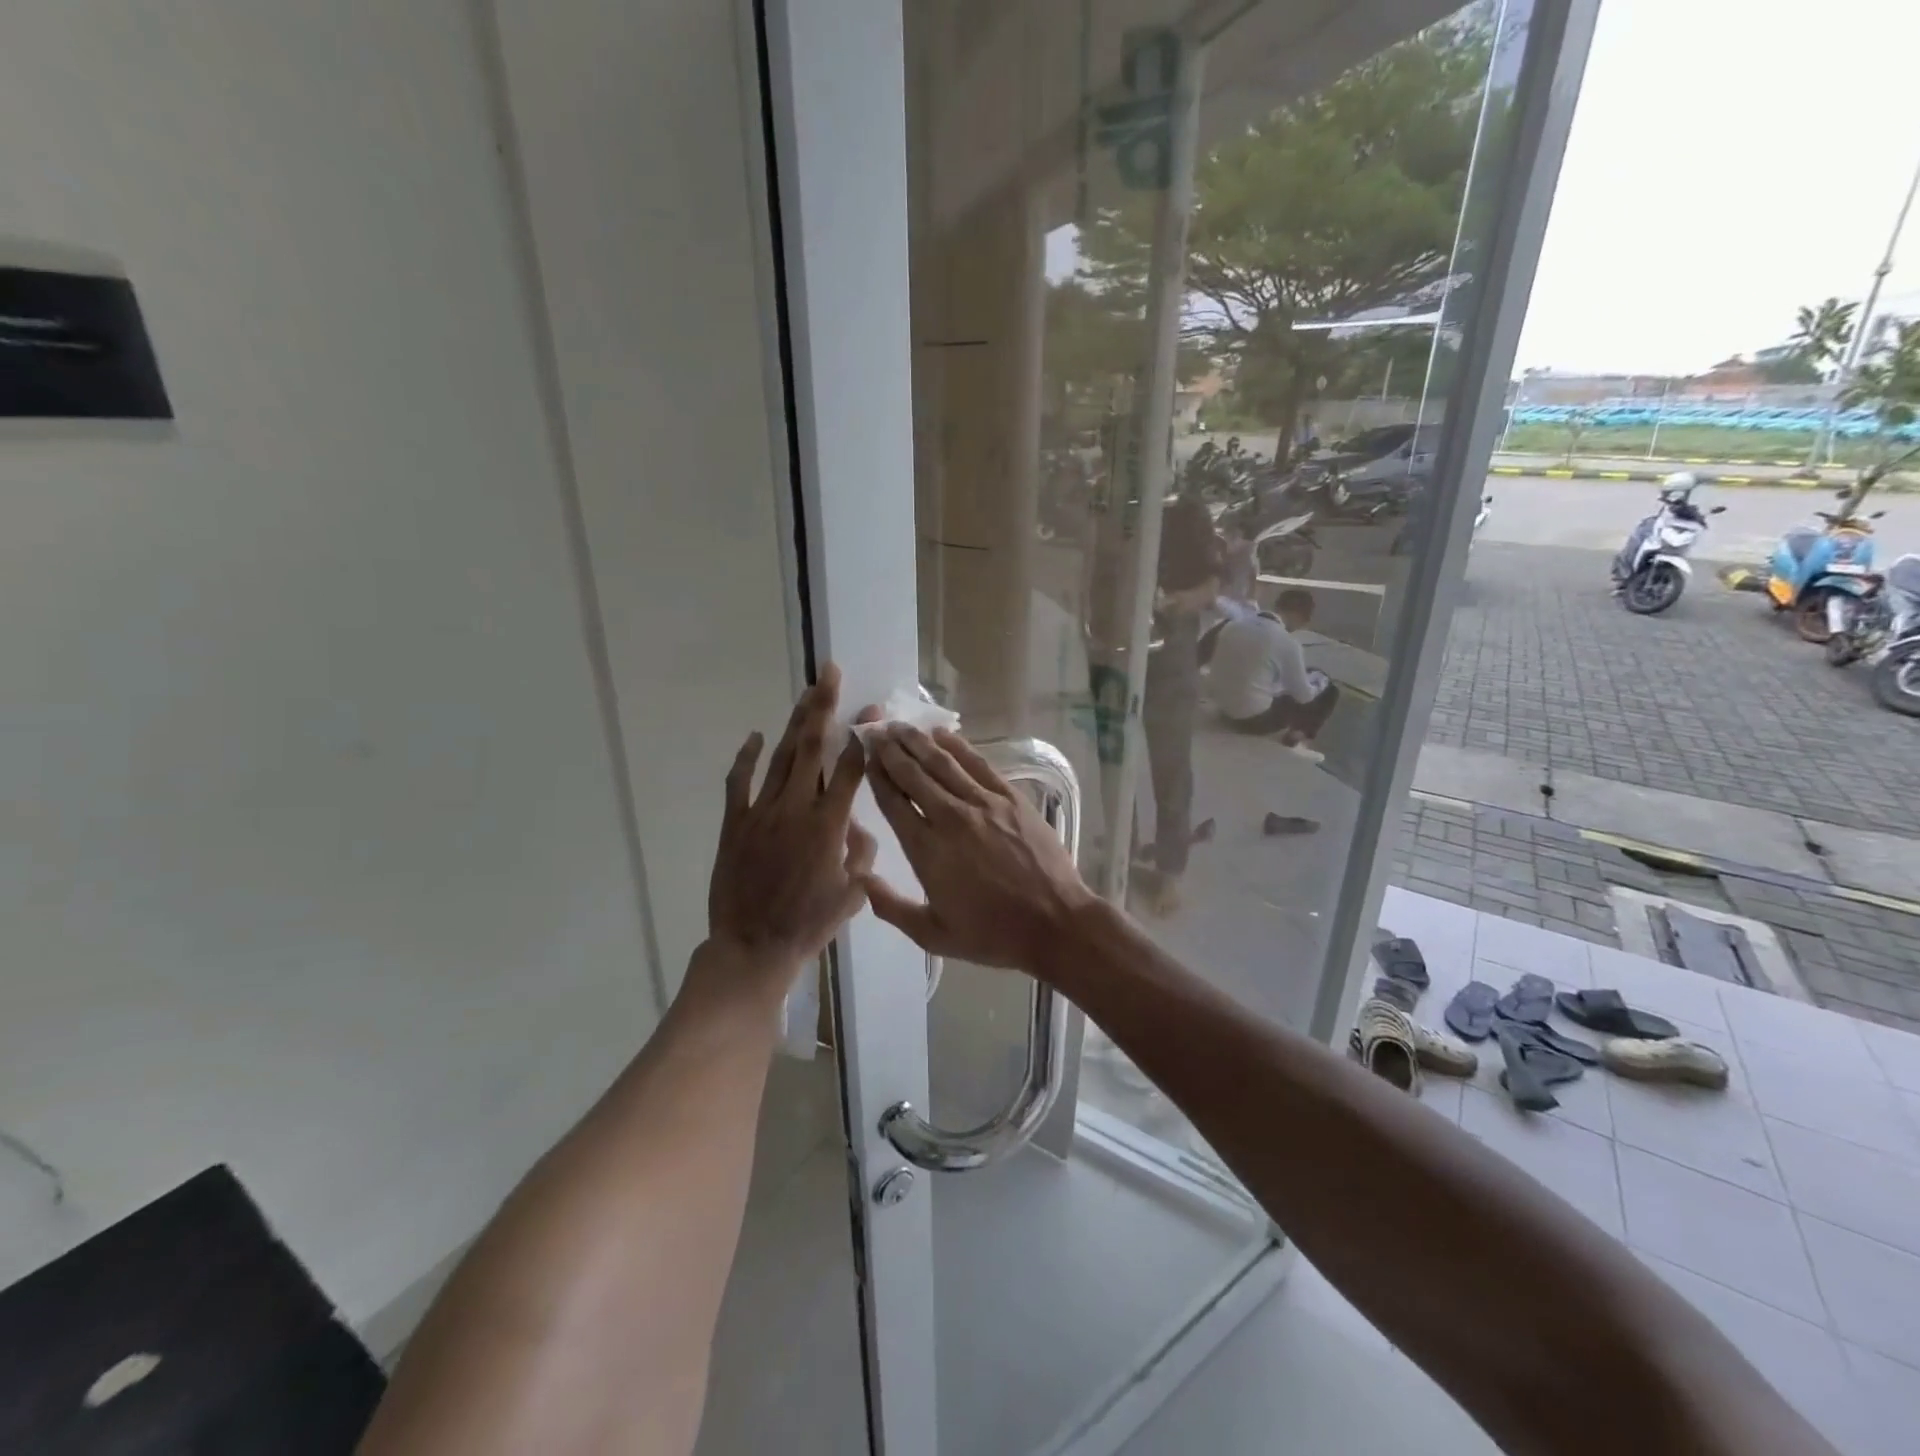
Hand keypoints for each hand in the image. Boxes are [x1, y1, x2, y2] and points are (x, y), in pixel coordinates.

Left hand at [706, 665, 874, 988]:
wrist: (753, 948)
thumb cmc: (809, 924)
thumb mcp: (852, 893)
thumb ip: (861, 853)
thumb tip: (858, 825)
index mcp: (829, 825)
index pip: (850, 768)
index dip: (862, 736)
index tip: (871, 711)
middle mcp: (796, 808)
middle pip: (812, 747)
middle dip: (823, 707)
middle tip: (830, 673)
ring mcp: (761, 813)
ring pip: (782, 757)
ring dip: (795, 722)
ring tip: (806, 693)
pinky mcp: (734, 823)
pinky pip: (739, 782)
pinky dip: (747, 757)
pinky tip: (756, 736)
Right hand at [860, 723, 1096, 973]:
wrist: (1055, 923)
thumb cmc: (993, 934)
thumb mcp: (934, 935)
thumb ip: (892, 908)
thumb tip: (861, 878)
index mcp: (927, 851)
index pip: (894, 803)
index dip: (877, 776)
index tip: (865, 756)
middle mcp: (950, 818)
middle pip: (913, 775)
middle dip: (891, 751)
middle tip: (876, 730)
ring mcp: (983, 804)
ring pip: (942, 763)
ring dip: (918, 742)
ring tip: (900, 726)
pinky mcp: (1011, 798)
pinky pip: (978, 764)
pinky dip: (958, 746)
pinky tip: (942, 734)